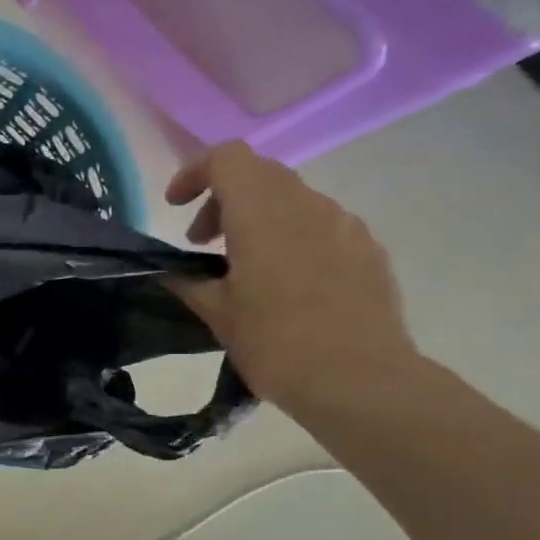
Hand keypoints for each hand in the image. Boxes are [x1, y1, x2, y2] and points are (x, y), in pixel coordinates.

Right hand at [166, 141, 419, 414]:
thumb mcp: (217, 314)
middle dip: (223, 200)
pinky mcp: (369, 250)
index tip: (175, 206)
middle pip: (259, 175)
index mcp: (262, 211)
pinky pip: (322, 227)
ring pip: (292, 200)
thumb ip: (189, 281)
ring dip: (259, 220)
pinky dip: (293, 239)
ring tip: (245, 268)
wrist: (360, 381)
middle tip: (202, 243)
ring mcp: (345, 224)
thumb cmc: (275, 343)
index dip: (194, 173)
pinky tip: (288, 286)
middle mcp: (307, 204)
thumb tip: (171, 270)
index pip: (226, 158)